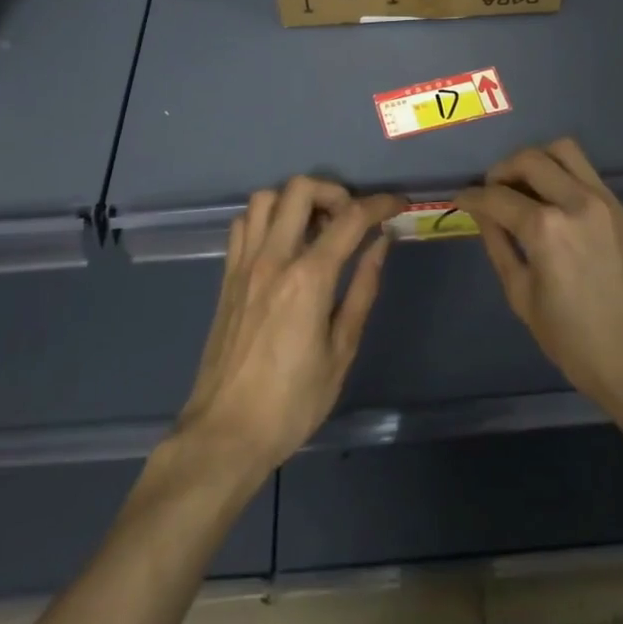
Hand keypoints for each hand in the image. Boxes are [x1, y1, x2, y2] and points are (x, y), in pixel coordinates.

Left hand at [176, 177, 402, 476]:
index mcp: (308, 278)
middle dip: (334, 192)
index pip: (351, 218)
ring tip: (315, 227)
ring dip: (296, 201)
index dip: (380, 204)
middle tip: (350, 219)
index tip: (397, 205)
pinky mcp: (226, 276)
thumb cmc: (292, 403)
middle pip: (301, 189)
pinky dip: (266, 220)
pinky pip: (244, 224)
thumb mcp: (341, 351)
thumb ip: (362, 290)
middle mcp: (273, 258)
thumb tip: (380, 244)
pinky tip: (281, 244)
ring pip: (266, 197)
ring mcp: (244, 264)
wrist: (225, 435)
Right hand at [457, 138, 622, 416]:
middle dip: (501, 170)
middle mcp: (576, 202)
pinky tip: (554, 202)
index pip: (498, 197)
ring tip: (524, 186)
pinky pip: (586, 172)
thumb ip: (499, 247)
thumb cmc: (578, 344)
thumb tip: (482, 215)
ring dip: (536, 160)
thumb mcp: (524, 299)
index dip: (472, 196)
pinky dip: (563, 174)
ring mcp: (604, 201)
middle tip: (492, 191)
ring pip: (563, 150)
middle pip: (529, 159)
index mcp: (547, 229)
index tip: (461, 199)